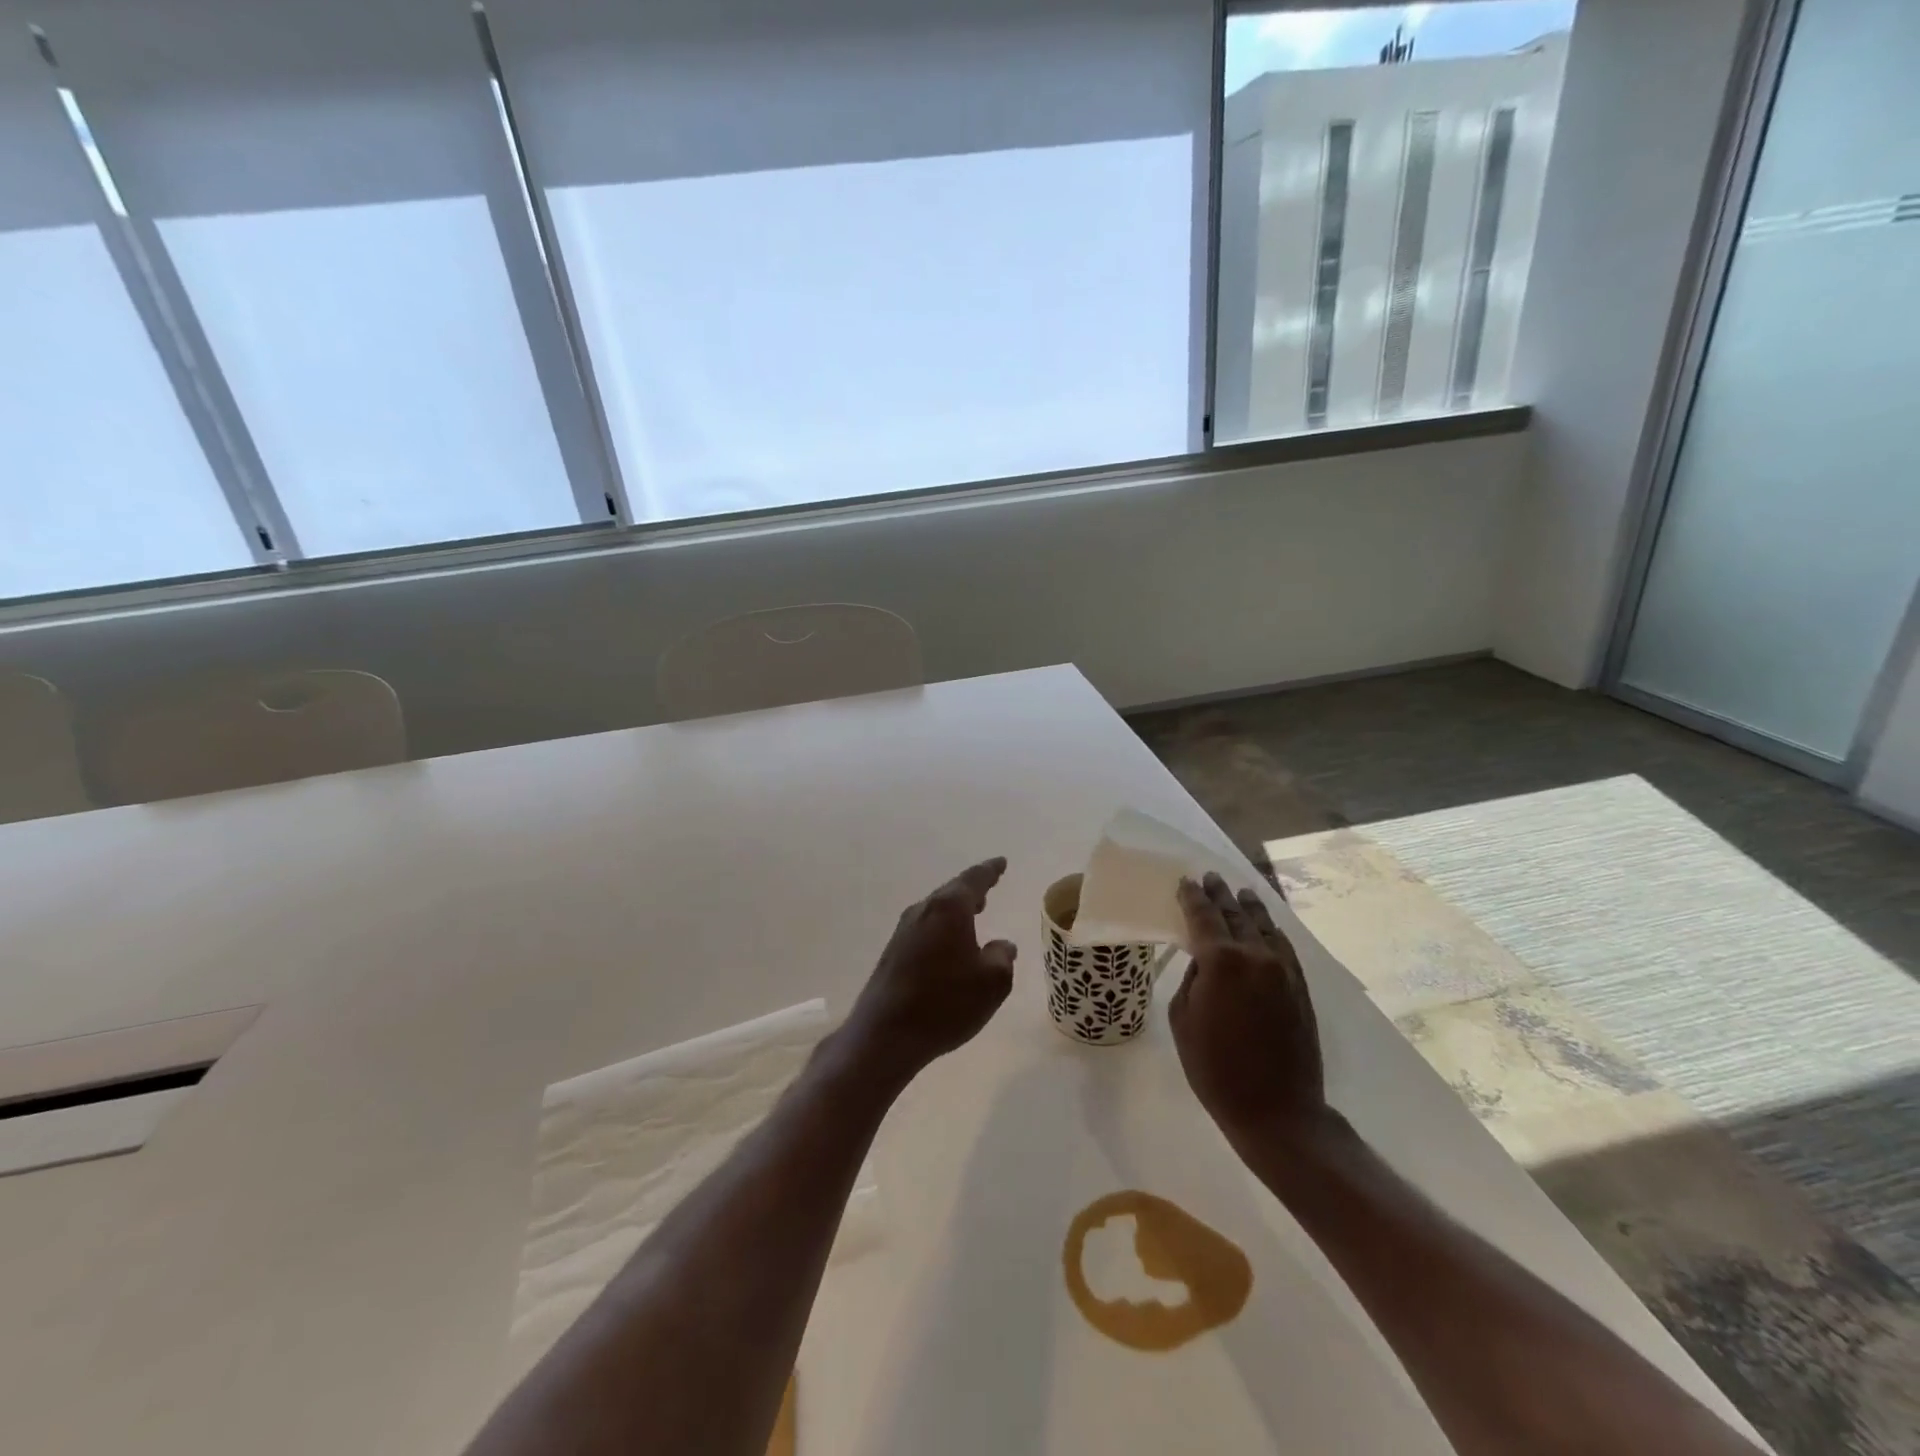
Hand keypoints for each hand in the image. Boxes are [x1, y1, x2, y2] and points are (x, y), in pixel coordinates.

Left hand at [841, 858, 1016, 1088]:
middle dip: (972, 889)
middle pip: (951, 892)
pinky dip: (942, 928)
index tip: (1001, 863)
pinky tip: (949, 945)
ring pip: (936, 911)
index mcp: (949, 909)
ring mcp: (903, 931)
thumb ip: (1002, 957)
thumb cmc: (945, 1003)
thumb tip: (1002, 945)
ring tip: (974, 913)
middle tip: (989, 886)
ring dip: (955, 910)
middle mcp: (923, 911)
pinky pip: (925, 929)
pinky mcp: (892, 952)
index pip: (974, 879)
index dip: (990, 870)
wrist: (885, 1034)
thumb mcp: (992, 983)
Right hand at [1169, 872, 1326, 1139]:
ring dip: (1249, 907)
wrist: (1277, 1110)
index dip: (1192, 897)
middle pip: (1235, 914)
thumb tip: (1205, 964)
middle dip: (1220, 895)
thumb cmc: (1215, 1068)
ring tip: (1240, 892)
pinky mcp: (1300, 986)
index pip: (1203, 916)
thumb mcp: (1182, 1020)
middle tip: (1211, 878)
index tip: (1186, 881)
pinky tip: (1267, 926)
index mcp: (1220, 960)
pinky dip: (1272, 931)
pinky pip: (1284, 947)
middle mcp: (1254, 955)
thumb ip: (1192, 981)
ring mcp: (1282, 969)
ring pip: (1264, 926)